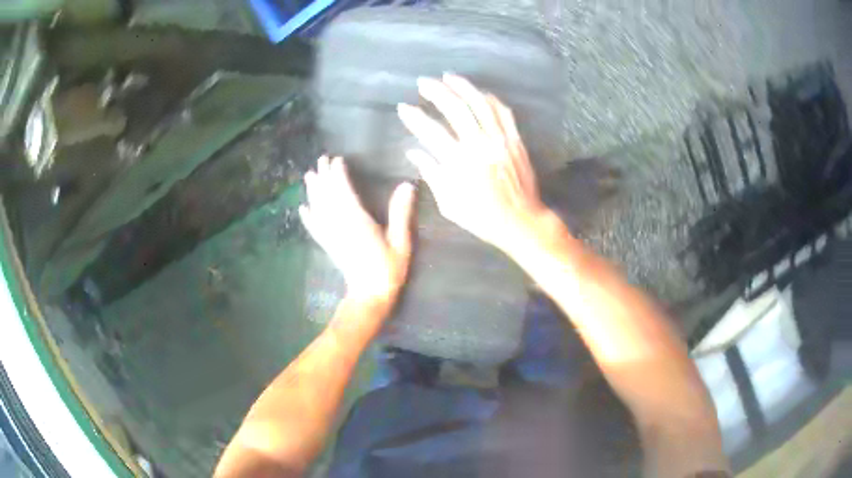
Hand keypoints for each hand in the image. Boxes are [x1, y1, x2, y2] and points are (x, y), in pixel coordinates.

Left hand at [299, 156, 415, 304]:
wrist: (370, 295)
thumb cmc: (389, 268)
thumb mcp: (401, 241)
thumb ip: (401, 213)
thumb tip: (407, 185)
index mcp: (357, 221)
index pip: (344, 191)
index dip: (339, 174)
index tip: (338, 160)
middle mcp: (340, 225)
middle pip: (328, 196)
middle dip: (324, 177)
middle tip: (321, 160)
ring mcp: (331, 236)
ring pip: (318, 209)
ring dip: (313, 191)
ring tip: (309, 176)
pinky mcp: (328, 246)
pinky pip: (314, 228)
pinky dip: (307, 217)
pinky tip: (302, 208)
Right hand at [397, 74, 548, 253]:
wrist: (521, 222)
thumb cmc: (482, 218)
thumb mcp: (449, 204)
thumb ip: (432, 174)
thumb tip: (413, 152)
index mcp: (458, 163)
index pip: (430, 131)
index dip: (414, 117)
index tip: (403, 107)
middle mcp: (479, 145)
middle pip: (455, 108)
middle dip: (436, 91)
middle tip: (423, 82)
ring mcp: (500, 140)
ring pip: (480, 104)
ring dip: (463, 87)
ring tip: (448, 76)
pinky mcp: (515, 141)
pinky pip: (503, 113)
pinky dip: (490, 99)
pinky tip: (480, 93)